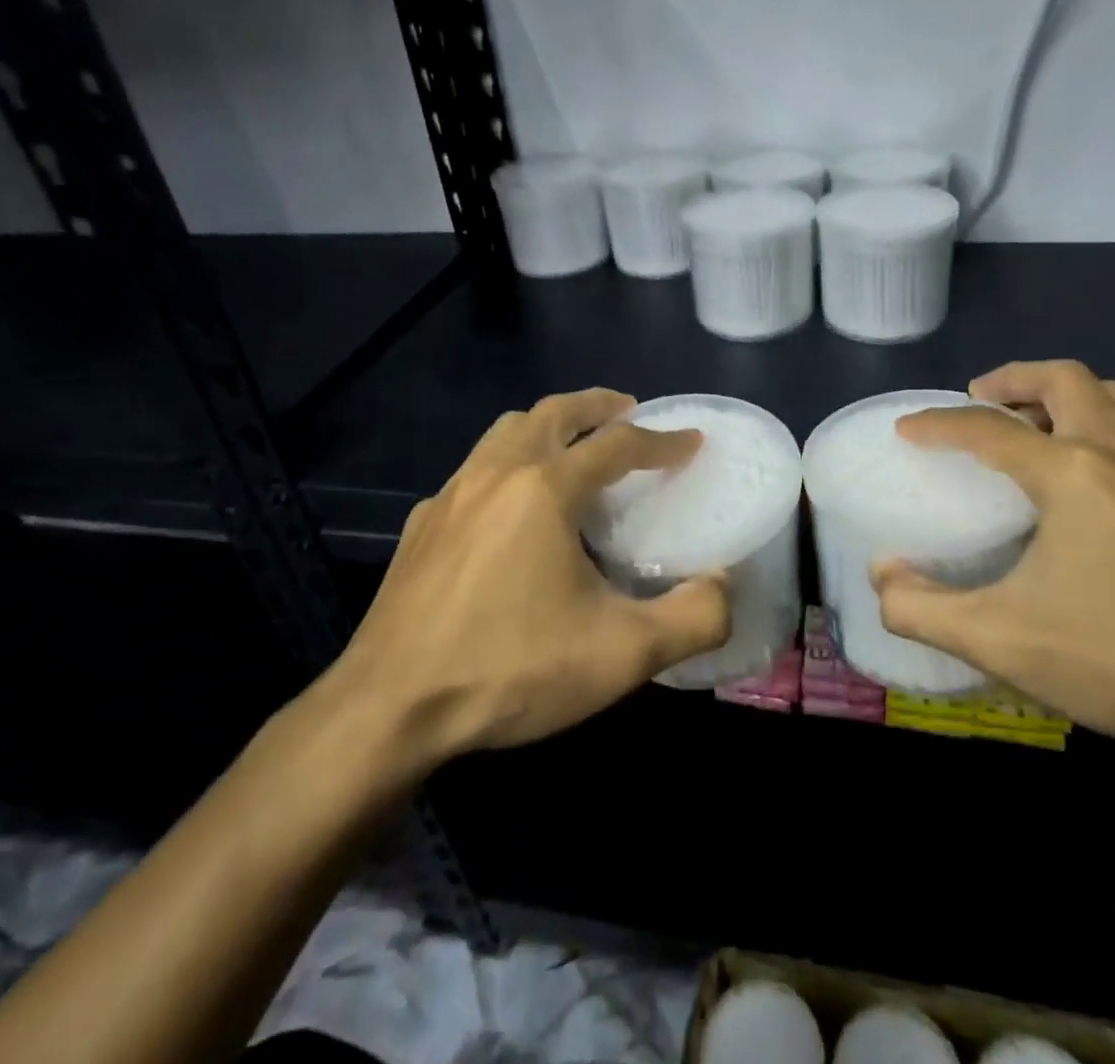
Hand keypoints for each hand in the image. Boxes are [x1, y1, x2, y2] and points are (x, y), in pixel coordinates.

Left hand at [315, 389, 730, 777]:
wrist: (388, 710)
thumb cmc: (511, 669)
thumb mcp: (621, 655)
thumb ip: (693, 618)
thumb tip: (725, 587)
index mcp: (546, 489)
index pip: (617, 445)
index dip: (662, 441)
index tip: (691, 441)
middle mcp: (497, 473)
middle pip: (554, 413)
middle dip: (598, 406)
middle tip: (629, 411)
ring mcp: (451, 495)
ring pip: (506, 431)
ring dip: (549, 425)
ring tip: (574, 445)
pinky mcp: (423, 525)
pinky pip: (474, 471)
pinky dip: (507, 464)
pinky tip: (511, 507)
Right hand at [873, 360, 1114, 751]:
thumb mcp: (1004, 640)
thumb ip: (925, 610)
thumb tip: (881, 578)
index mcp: (1072, 473)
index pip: (989, 428)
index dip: (938, 424)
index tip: (906, 430)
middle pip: (1066, 380)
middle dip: (1014, 379)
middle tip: (979, 400)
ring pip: (1111, 399)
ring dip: (1062, 395)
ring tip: (1028, 426)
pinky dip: (1094, 427)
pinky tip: (1081, 484)